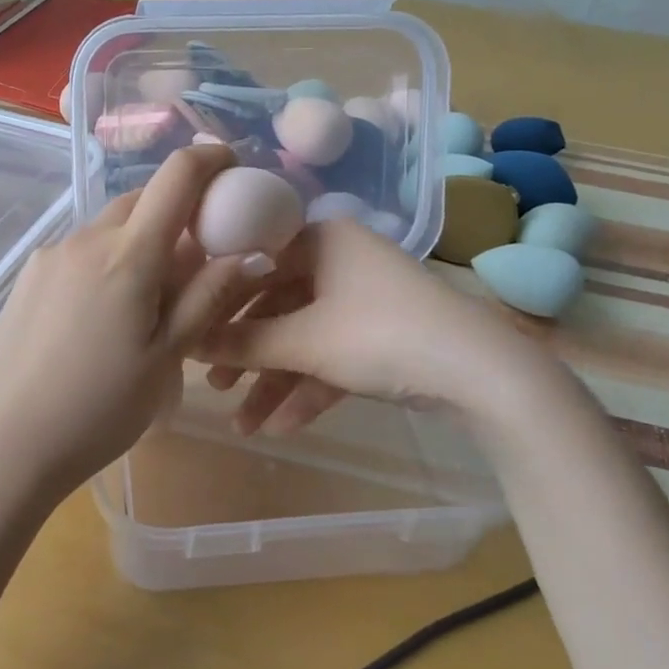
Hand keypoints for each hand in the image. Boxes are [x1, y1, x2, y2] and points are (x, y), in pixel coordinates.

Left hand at [0, 145, 271, 497]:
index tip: (231, 165)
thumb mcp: (167, 358)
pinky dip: (105, 261)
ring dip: (137, 242)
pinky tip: (101, 314)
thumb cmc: (100, 407)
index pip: (175, 177)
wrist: (8, 443)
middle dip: (174, 213)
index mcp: (127, 254)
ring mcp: (50, 255)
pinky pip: (80, 251)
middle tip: (194, 261)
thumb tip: (252, 252)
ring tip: (145, 301)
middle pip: (140, 201)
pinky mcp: (28, 275)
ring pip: (109, 228)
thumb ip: (208, 297)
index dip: (209, 159)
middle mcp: (86, 239)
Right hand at [196, 217, 558, 435]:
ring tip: (243, 426)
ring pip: (305, 338)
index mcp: (322, 239)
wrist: (482, 374)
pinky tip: (283, 428)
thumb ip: (244, 343)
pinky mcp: (384, 336)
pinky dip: (310, 389)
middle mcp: (341, 260)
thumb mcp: (305, 341)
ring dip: (275, 382)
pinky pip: (334, 357)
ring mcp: (365, 300)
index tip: (191, 332)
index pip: (255, 263)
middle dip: (247, 354)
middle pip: (278, 307)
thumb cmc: (380, 334)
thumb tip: (185, 341)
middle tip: (213, 386)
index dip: (220, 300)